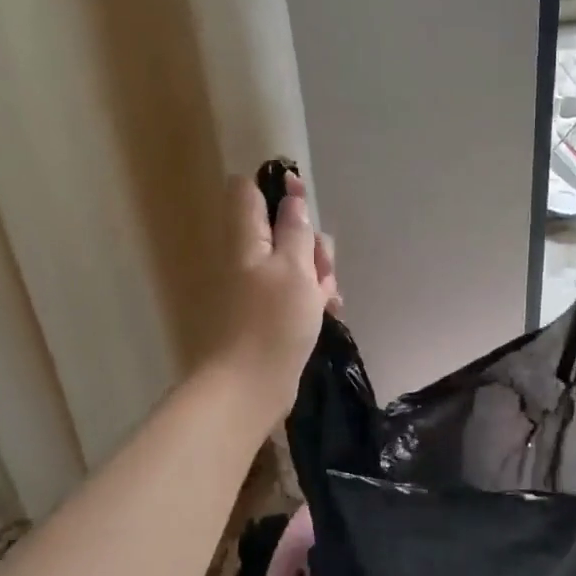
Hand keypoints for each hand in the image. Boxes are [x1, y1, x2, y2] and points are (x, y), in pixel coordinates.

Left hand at [212, 172, 339, 413]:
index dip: (278, 188)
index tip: (304, 199)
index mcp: (247, 240)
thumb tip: (291, 196)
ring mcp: (258, 288)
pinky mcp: (269, 315)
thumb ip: (295, 229)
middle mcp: (249, 258)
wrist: (248, 387)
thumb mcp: (293, 269)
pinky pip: (296, 293)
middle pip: (284, 229)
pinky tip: (328, 313)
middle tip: (320, 267)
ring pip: (296, 263)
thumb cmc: (272, 322)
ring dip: (318, 274)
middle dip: (311, 242)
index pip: (249, 192)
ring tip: (327, 299)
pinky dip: (313, 299)